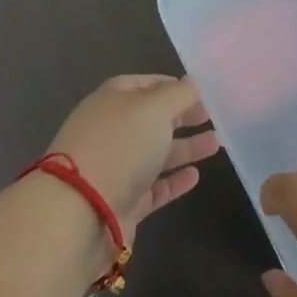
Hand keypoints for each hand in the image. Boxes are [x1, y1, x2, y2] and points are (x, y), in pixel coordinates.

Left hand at [46, 75, 220, 238]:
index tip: (200, 92)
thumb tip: (192, 83)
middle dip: (181, 116)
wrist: (80, 213)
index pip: (144, 84)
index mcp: (112, 100)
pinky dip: (173, 181)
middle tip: (212, 117)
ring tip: (216, 144)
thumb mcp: (155, 108)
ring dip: (185, 147)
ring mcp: (114, 169)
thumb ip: (178, 94)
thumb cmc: (120, 145)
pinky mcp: (121, 204)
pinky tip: (195, 177)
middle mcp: (111, 131)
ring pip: (155, 153)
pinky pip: (153, 188)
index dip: (172, 85)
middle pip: (150, 119)